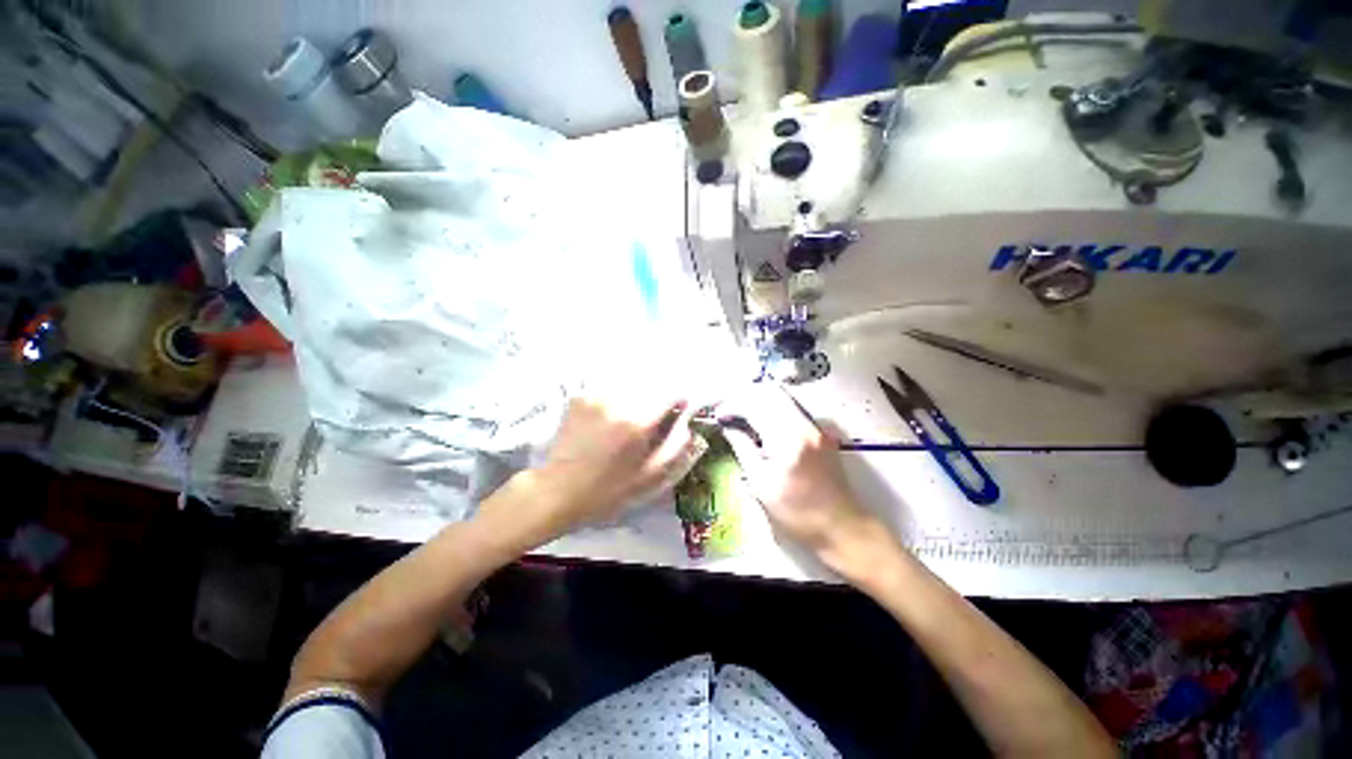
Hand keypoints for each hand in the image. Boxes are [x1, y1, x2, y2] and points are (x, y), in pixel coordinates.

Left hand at [481, 394, 703, 548]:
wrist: (557, 490)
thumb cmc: (607, 490)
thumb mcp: (649, 477)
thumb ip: (676, 446)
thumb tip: (690, 422)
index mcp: (637, 421)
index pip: (672, 390)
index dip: (681, 397)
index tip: (680, 409)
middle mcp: (618, 400)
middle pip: (653, 381)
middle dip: (660, 394)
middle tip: (657, 415)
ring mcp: (596, 395)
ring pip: (632, 381)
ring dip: (641, 392)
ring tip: (633, 417)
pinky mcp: (582, 396)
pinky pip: (611, 387)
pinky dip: (620, 395)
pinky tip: (613, 416)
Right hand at [720, 384, 878, 559]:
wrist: (841, 526)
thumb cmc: (796, 512)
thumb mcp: (761, 484)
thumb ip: (743, 448)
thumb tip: (728, 427)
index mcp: (787, 438)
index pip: (755, 406)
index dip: (732, 406)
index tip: (718, 414)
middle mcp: (804, 424)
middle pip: (770, 393)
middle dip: (744, 397)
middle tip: (727, 410)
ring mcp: (816, 426)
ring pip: (782, 398)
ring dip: (758, 400)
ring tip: (740, 414)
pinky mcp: (821, 432)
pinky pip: (792, 409)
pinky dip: (773, 408)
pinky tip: (761, 421)